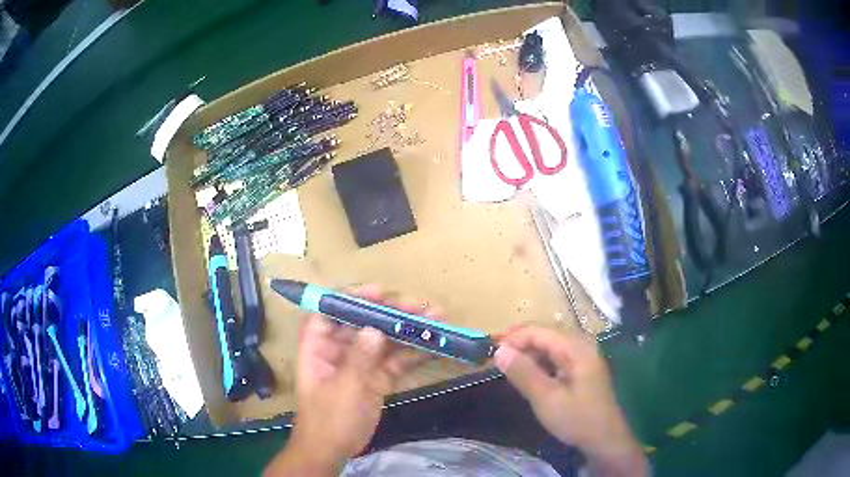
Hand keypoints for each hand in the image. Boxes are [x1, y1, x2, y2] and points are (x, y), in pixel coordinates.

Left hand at [265, 285, 438, 475]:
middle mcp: (339, 350)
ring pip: (384, 341)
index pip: (329, 312)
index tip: (378, 292)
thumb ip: (359, 359)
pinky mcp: (377, 379)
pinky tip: (434, 346)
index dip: (350, 298)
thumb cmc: (329, 419)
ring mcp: (360, 365)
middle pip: (363, 323)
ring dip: (408, 331)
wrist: (334, 450)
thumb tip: (374, 329)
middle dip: (390, 313)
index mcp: (319, 347)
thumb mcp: (343, 389)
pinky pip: (395, 362)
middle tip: (418, 306)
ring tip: (436, 319)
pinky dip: (413, 354)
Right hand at [494, 326, 646, 476]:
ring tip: (506, 366)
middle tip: (495, 358)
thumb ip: (523, 373)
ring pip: (549, 346)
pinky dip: (538, 362)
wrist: (605, 439)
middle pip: (545, 335)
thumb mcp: (546, 399)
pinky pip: (556, 357)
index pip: (539, 331)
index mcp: (577, 348)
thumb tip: (499, 351)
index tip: (490, 351)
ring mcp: (583, 356)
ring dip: (527, 353)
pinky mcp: (581, 368)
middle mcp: (582, 345)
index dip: (513, 338)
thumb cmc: (577, 419)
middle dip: (519, 343)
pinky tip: (527, 374)